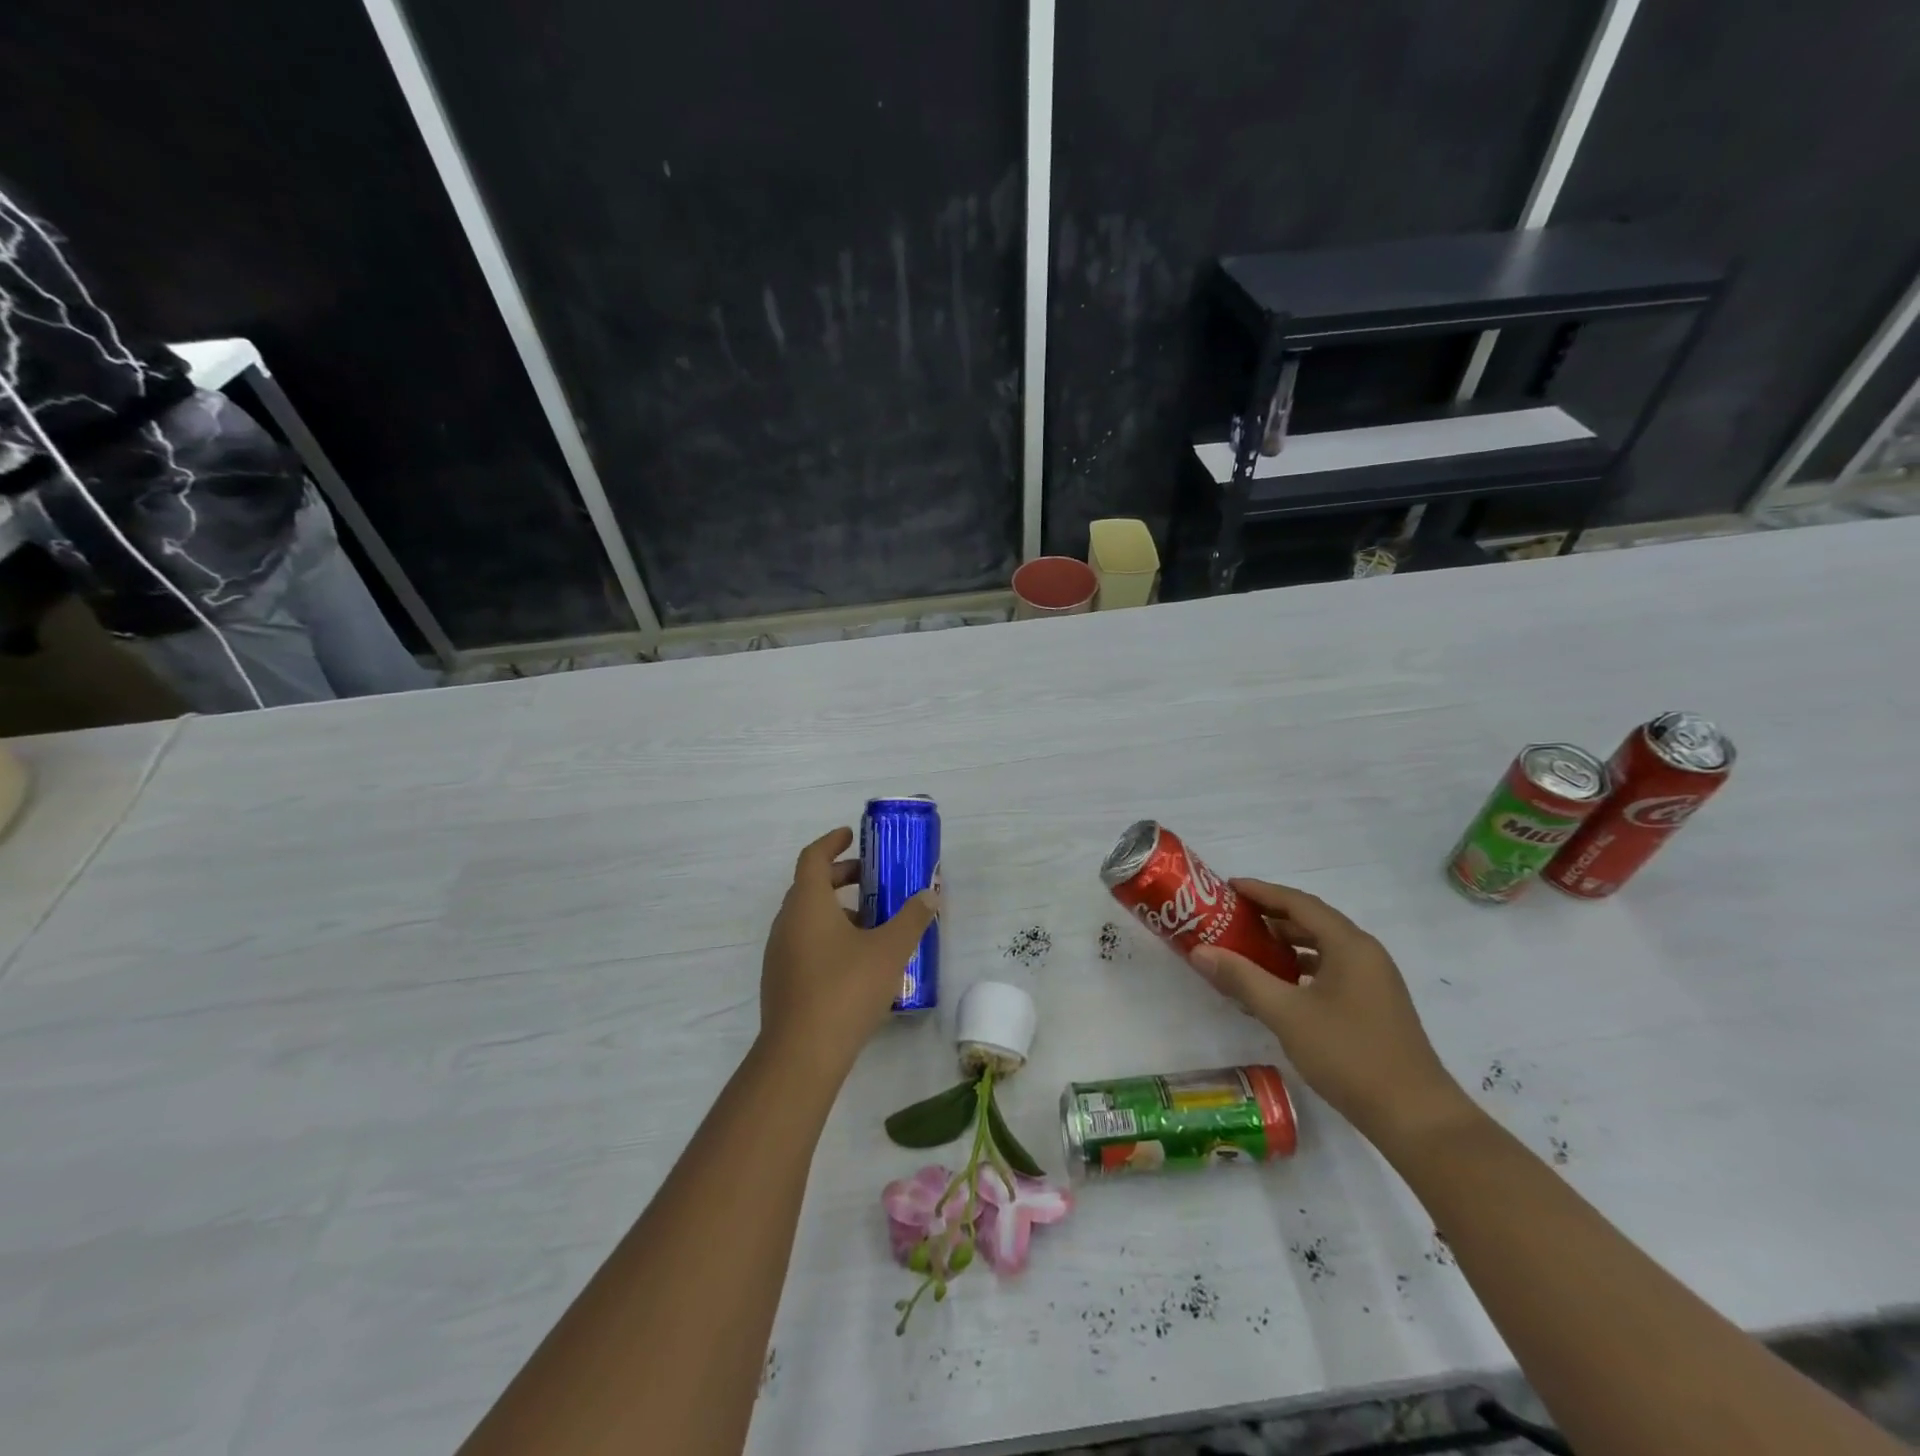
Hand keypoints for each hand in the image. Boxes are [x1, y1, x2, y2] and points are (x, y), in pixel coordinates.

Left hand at [758, 827, 939, 1080]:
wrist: (802, 1053)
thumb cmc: (846, 989)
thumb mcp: (889, 950)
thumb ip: (912, 919)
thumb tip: (930, 895)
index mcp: (807, 903)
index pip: (813, 857)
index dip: (832, 843)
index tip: (852, 837)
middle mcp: (786, 922)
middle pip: (810, 885)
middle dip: (840, 877)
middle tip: (871, 879)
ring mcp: (779, 953)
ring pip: (807, 917)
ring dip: (836, 910)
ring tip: (872, 923)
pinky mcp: (781, 981)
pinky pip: (804, 943)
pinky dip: (827, 936)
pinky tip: (857, 960)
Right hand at [1188, 880, 1471, 1147]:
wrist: (1415, 1117)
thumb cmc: (1349, 1054)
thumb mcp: (1286, 1013)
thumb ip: (1242, 978)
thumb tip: (1198, 951)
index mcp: (1349, 945)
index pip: (1298, 902)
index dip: (1261, 892)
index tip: (1226, 888)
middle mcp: (1364, 953)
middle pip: (1311, 921)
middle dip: (1269, 917)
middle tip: (1230, 918)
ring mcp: (1373, 980)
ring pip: (1321, 948)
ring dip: (1284, 944)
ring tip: (1246, 949)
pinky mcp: (1373, 1005)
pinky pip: (1330, 970)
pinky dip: (1300, 968)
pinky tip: (1277, 986)